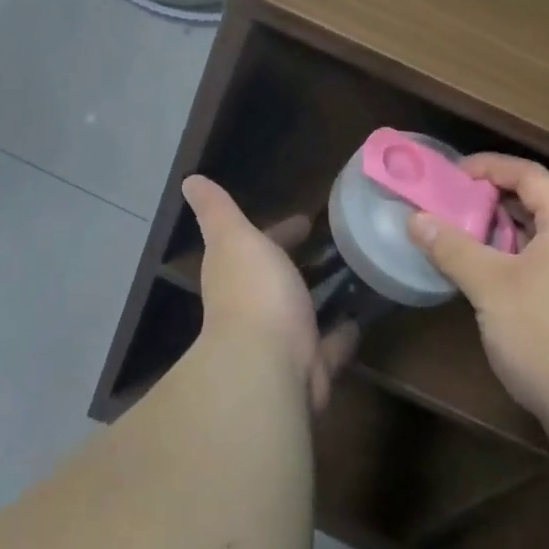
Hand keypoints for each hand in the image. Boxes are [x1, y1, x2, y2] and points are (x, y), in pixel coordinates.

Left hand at [182, 176, 358, 414]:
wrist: (268, 366)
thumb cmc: (253, 292)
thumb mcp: (234, 237)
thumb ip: (217, 210)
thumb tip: (189, 180)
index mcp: (236, 273)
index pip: (258, 245)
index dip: (279, 231)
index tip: (306, 220)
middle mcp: (254, 306)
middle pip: (279, 279)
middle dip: (299, 265)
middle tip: (336, 246)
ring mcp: (281, 340)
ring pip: (303, 313)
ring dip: (320, 298)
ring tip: (354, 276)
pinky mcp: (308, 367)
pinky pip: (329, 347)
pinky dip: (341, 335)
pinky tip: (360, 319)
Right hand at [406, 155, 548, 447]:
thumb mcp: (491, 288)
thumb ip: (452, 248)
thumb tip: (416, 219)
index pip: (530, 175)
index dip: (489, 167)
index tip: (450, 175)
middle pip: (538, 205)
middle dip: (490, 203)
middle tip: (448, 211)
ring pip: (543, 242)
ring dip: (501, 238)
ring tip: (461, 245)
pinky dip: (517, 265)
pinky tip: (490, 288)